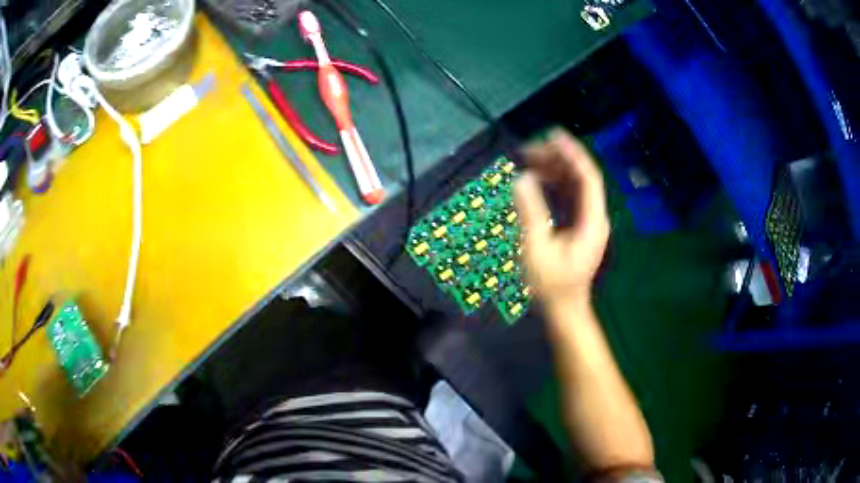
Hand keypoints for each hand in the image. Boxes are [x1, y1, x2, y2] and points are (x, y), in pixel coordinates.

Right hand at [513, 130, 609, 308]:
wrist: (564, 309)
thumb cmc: (552, 285)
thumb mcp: (537, 250)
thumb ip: (531, 213)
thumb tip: (523, 179)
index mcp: (592, 221)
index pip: (588, 178)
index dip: (572, 154)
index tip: (552, 135)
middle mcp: (594, 217)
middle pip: (580, 178)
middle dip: (557, 159)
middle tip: (529, 149)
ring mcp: (587, 221)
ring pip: (574, 185)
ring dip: (554, 170)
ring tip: (528, 159)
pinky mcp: (578, 226)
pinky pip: (568, 196)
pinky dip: (553, 184)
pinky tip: (536, 179)